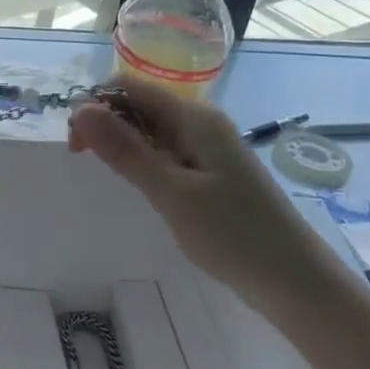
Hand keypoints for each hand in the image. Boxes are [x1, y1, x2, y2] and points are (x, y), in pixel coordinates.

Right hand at [69, 76, 292, 288]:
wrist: (294, 280)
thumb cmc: (233, 234)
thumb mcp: (171, 192)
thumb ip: (125, 150)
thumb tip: (80, 109)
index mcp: (194, 118)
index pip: (131, 87)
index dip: (97, 104)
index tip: (75, 143)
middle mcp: (201, 124)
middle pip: (140, 105)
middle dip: (107, 124)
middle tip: (84, 162)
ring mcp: (208, 149)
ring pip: (152, 131)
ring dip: (124, 145)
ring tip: (112, 176)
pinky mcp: (210, 173)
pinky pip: (167, 153)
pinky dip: (145, 163)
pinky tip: (140, 186)